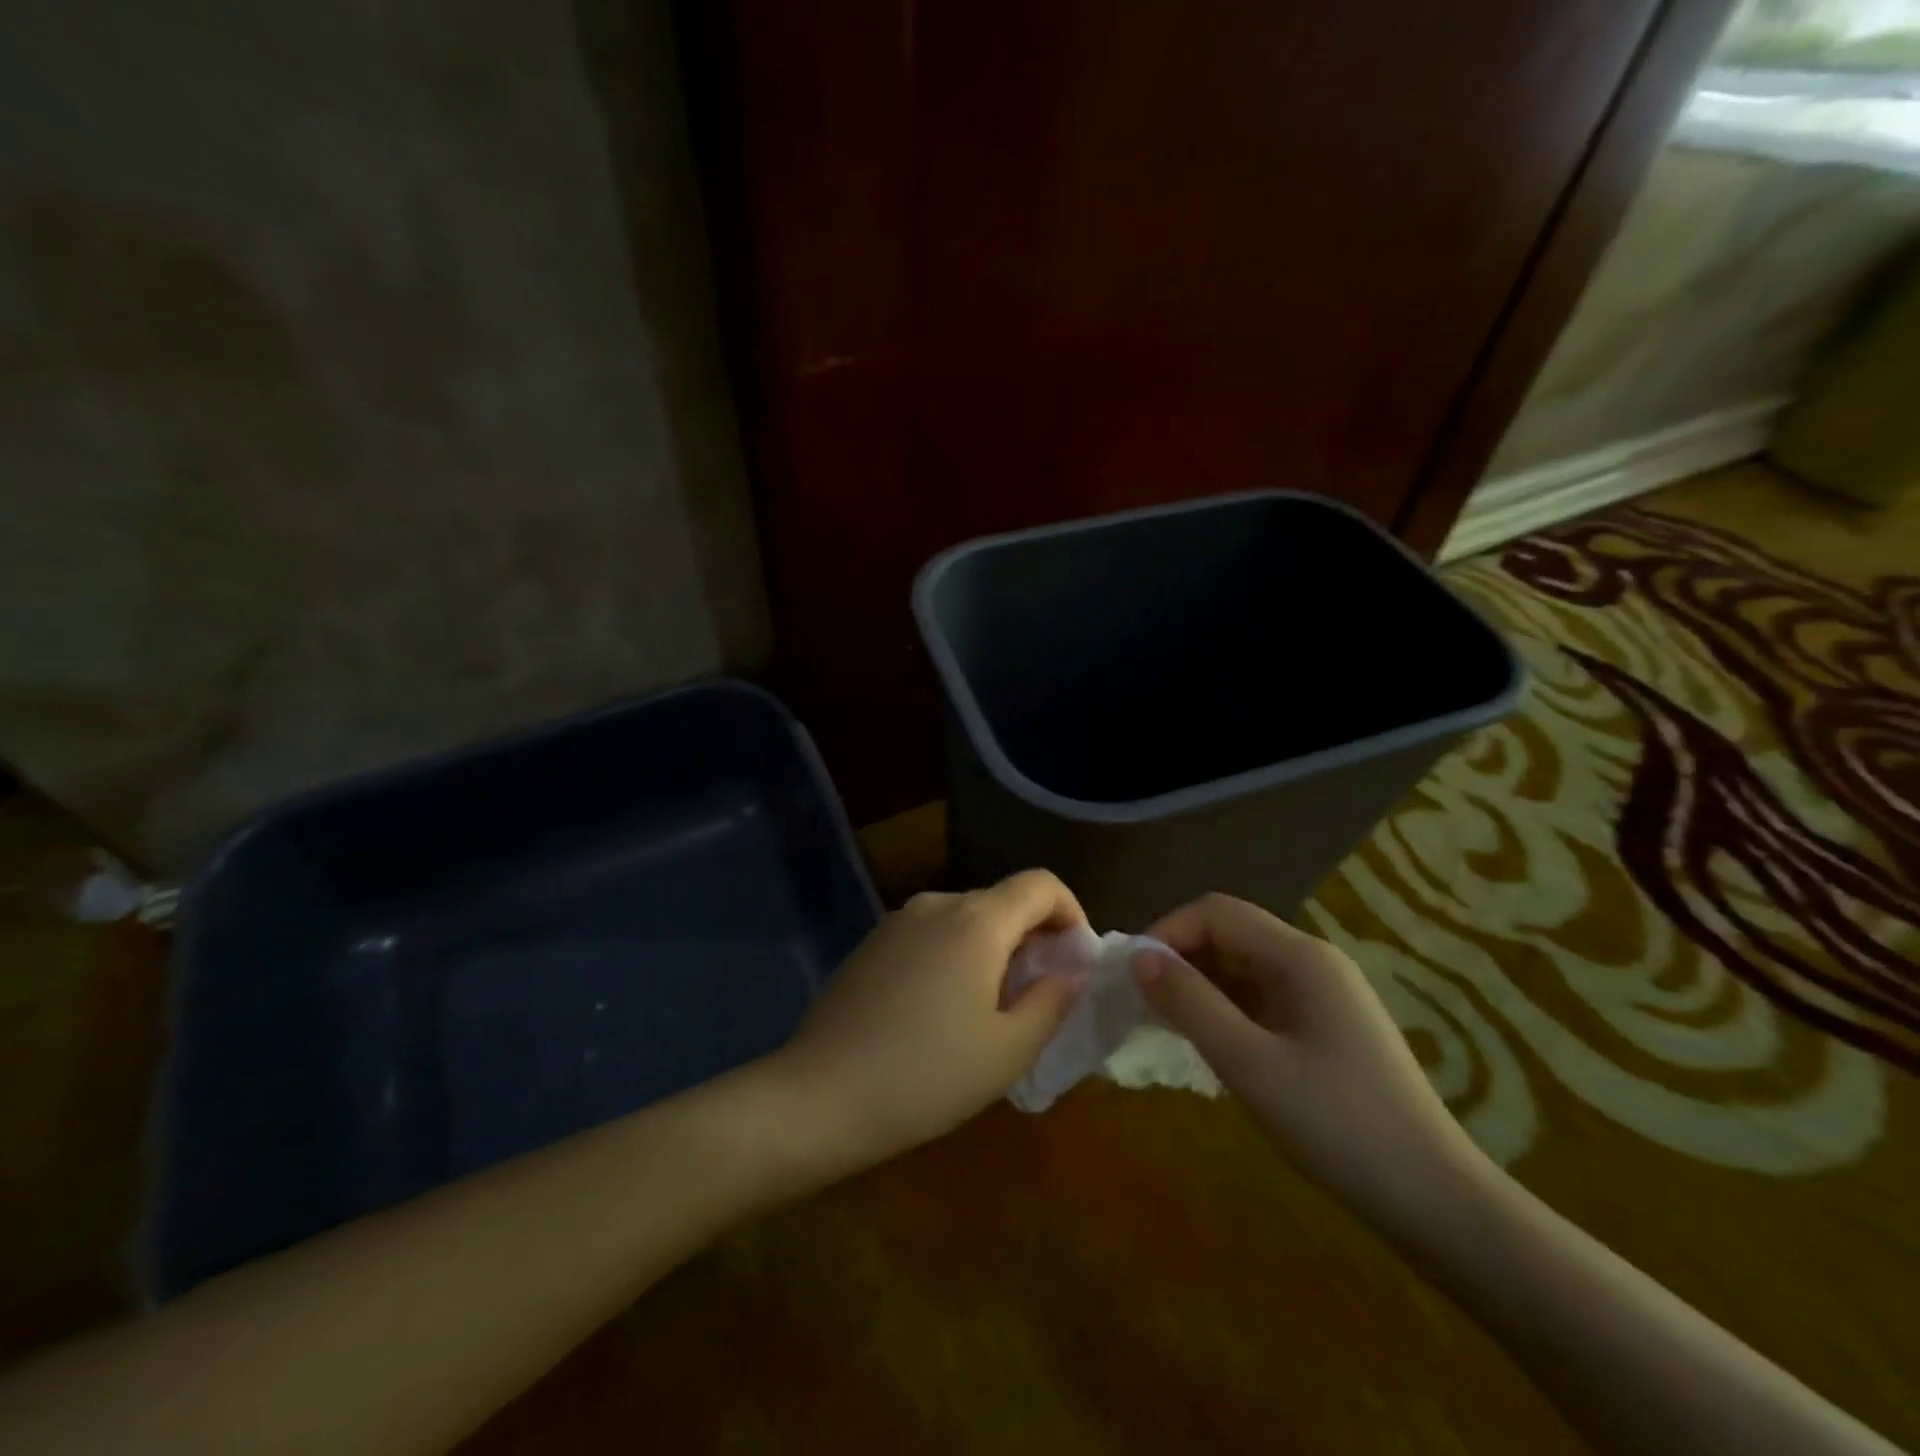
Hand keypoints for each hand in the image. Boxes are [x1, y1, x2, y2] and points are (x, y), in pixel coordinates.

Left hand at [775, 870, 1089, 1170]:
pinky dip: (955, 956)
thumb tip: (1074, 971)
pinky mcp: (872, 944)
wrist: (820, 1094)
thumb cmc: (927, 1075)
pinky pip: (930, 934)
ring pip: (965, 919)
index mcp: (977, 920)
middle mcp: (937, 905)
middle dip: (1033, 938)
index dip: (1070, 912)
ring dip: (992, 949)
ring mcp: (897, 921)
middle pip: (1002, 901)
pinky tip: (941, 1010)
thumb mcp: (1008, 1050)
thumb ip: (1053, 1001)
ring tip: (991, 1009)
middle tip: (1039, 996)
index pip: (1040, 884)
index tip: (1076, 959)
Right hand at [1134, 893, 1490, 1227]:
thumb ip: (1190, 1003)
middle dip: (1180, 958)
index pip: (1216, 912)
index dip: (1168, 931)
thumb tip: (1138, 958)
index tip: (1133, 975)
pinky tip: (1207, 1041)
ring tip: (1163, 1023)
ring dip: (1199, 985)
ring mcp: (1323, 995)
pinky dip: (1225, 1009)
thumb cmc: (1338, 1126)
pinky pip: (1261, 998)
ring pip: (1243, 967)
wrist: (1436, 1202)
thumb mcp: (1250, 1064)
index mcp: (1300, 957)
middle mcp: (1313, 962)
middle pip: (1230, 934)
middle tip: (1140, 1001)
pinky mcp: (1325, 1027)